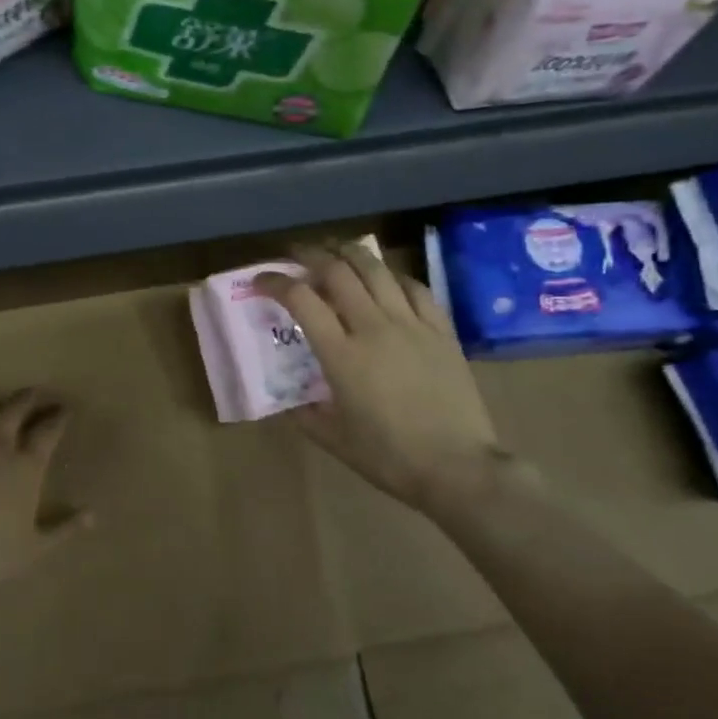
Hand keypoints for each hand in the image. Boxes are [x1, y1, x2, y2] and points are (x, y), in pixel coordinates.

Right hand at [256, 243, 499, 514]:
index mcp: (341, 355)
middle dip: (310, 255)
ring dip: (350, 253)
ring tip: (336, 252)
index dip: (275, 282)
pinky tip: (386, 279)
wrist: (457, 466)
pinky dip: (393, 276)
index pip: (301, 299)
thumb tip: (290, 401)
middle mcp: (374, 327)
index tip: (260, 281)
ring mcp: (411, 324)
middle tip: (296, 256)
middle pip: (338, 271)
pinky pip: (415, 288)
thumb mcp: (333, 440)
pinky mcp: (441, 330)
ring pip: (377, 270)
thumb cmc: (389, 457)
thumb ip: (305, 415)